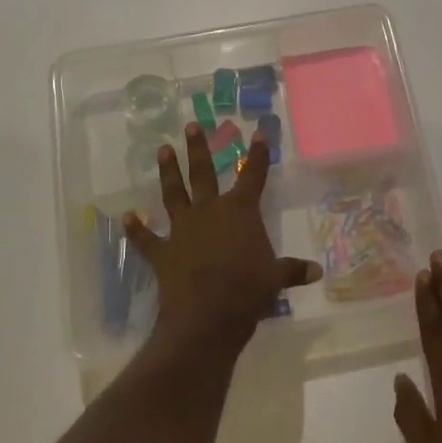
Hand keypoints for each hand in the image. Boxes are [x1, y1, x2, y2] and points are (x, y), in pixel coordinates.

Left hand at [125, 123, 320, 351]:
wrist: (207, 316)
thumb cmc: (248, 290)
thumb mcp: (276, 278)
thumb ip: (293, 270)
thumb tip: (317, 271)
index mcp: (240, 211)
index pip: (253, 175)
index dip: (257, 155)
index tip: (257, 133)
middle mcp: (209, 211)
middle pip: (203, 173)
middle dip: (198, 149)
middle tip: (191, 126)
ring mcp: (182, 229)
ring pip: (173, 194)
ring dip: (168, 172)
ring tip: (162, 150)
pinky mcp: (162, 252)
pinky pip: (146, 239)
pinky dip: (135, 229)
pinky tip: (125, 217)